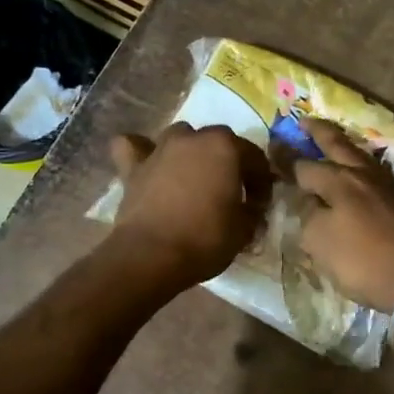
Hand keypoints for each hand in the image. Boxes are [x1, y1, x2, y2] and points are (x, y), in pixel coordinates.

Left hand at [107, 122, 272, 289]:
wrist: (152, 256)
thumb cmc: (206, 239)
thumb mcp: (244, 229)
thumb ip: (252, 211)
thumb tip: (251, 208)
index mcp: (225, 147)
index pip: (254, 158)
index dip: (261, 182)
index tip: (260, 204)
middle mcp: (193, 138)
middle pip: (218, 142)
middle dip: (228, 163)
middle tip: (230, 193)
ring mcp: (160, 149)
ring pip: (180, 137)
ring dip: (190, 152)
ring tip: (193, 178)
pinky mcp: (133, 167)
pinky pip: (134, 147)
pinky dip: (141, 151)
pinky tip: (147, 164)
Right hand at [294, 117, 393, 310]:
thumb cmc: (363, 260)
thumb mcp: (320, 242)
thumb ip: (308, 216)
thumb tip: (309, 202)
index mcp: (339, 181)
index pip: (304, 165)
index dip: (286, 159)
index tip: (272, 146)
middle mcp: (363, 176)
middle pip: (338, 146)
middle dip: (320, 132)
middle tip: (305, 120)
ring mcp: (387, 188)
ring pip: (361, 158)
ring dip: (345, 147)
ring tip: (335, 144)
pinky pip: (374, 176)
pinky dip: (361, 169)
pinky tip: (359, 175)